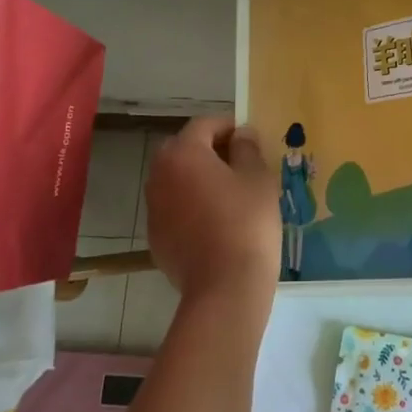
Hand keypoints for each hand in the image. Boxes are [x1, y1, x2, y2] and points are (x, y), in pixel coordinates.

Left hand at [142, 117, 281, 316]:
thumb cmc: (246, 222)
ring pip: (177, 179)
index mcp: (183, 153)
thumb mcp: (258, 178)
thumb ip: (247, 149)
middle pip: (184, 150)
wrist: (225, 287)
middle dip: (210, 150)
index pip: (204, 125)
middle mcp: (160, 174)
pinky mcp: (155, 236)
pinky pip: (174, 207)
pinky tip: (216, 221)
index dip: (229, 126)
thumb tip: (241, 135)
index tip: (250, 138)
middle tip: (240, 163)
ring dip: (198, 178)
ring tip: (229, 192)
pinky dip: (191, 205)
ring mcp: (154, 207)